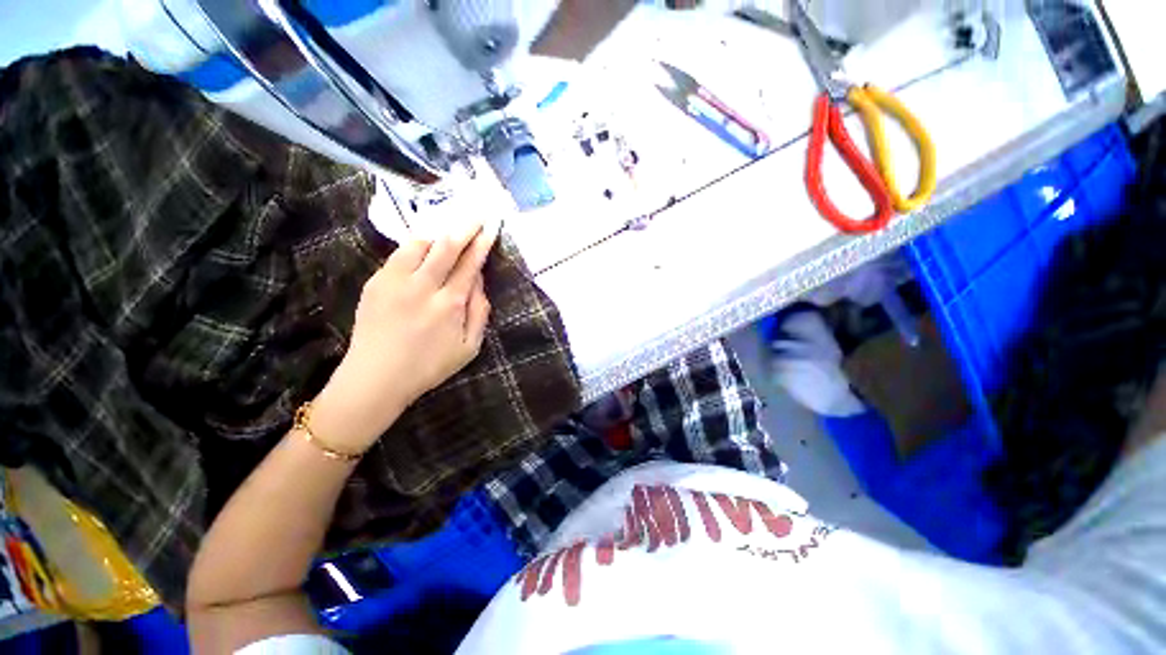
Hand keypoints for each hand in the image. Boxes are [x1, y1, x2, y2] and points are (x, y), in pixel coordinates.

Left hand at [312, 221, 498, 452]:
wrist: (376, 378)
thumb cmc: (429, 366)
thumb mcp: (469, 347)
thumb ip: (480, 313)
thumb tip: (480, 283)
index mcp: (450, 304)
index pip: (470, 265)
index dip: (482, 243)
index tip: (490, 227)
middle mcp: (423, 287)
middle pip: (446, 246)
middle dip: (464, 227)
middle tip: (475, 215)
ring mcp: (395, 282)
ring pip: (419, 244)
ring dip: (438, 235)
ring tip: (449, 234)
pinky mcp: (376, 283)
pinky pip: (399, 255)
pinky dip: (416, 248)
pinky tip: (423, 252)